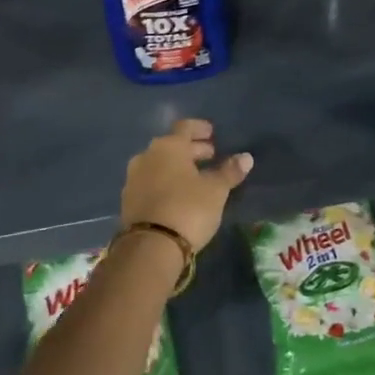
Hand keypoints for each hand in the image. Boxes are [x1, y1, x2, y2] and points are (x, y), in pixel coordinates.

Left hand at [120, 119, 252, 251]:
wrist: (150, 246)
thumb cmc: (188, 209)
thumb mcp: (216, 190)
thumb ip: (229, 171)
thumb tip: (246, 157)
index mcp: (168, 147)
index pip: (185, 127)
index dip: (200, 128)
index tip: (212, 133)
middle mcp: (146, 156)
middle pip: (172, 146)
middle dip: (192, 150)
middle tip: (210, 156)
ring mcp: (134, 178)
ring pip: (160, 164)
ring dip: (178, 167)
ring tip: (197, 177)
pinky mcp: (128, 200)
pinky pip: (151, 182)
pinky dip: (166, 182)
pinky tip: (178, 194)